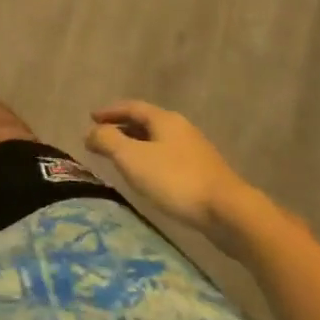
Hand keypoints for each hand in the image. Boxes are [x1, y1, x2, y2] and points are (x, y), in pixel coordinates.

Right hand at [86, 101, 254, 236]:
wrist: (229, 213)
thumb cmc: (175, 179)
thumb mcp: (132, 158)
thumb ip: (107, 141)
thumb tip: (90, 132)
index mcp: (164, 120)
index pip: (132, 107)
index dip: (110, 111)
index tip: (91, 117)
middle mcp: (181, 129)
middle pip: (146, 122)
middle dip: (122, 127)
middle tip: (102, 137)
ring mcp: (195, 151)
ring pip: (158, 141)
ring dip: (136, 145)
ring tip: (121, 158)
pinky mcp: (204, 173)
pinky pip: (168, 158)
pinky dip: (151, 160)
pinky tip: (147, 177)